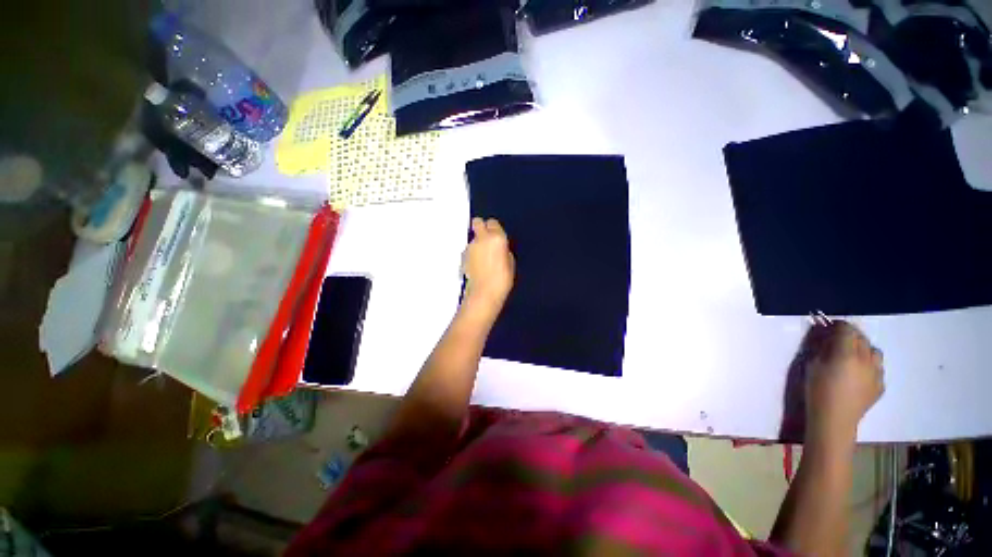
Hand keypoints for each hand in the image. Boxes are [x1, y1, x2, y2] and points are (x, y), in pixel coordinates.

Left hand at [462, 218, 514, 313]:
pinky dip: (472, 254)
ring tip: (483, 258)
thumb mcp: (510, 262)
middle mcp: (481, 238)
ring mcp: (470, 247)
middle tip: (486, 239)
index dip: (494, 229)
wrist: (484, 293)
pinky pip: (469, 250)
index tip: (497, 236)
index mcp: (497, 238)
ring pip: (472, 238)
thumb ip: (503, 250)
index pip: (492, 222)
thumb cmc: (502, 279)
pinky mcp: (463, 256)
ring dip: (477, 243)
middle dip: (481, 227)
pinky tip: (477, 266)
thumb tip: (499, 248)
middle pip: (477, 222)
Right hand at [802, 321, 883, 441]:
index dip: (839, 325)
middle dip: (851, 336)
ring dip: (863, 350)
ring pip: (874, 352)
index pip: (847, 330)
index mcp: (846, 354)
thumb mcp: (812, 366)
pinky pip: (877, 368)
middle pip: (862, 339)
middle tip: (839, 340)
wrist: (834, 419)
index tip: (830, 326)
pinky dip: (869, 366)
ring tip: (853, 357)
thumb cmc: (817, 390)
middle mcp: (865, 360)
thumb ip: (822, 350)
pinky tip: (858, 375)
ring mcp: (876, 373)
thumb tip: (827, 339)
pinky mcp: (880, 385)